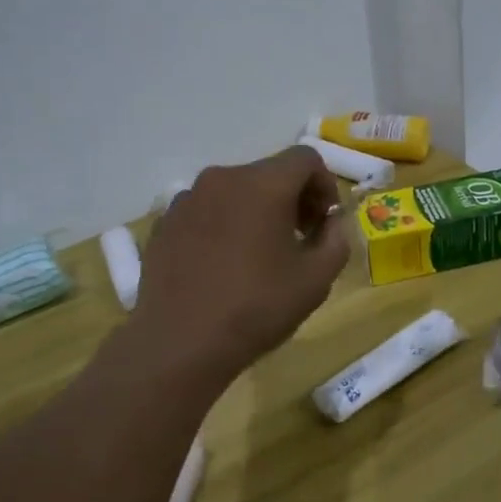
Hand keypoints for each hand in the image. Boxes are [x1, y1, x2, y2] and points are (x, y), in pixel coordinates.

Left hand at [131, 146, 348, 379]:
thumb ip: (336, 239)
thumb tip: (331, 221)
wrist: (179, 343)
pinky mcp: (164, 223)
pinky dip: (223, 225)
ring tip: (258, 255)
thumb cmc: (256, 308)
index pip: (305, 158)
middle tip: (300, 239)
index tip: (324, 221)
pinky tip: (222, 265)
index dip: (325, 184)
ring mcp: (187, 199)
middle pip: (268, 173)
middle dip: (292, 198)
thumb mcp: (316, 280)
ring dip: (256, 211)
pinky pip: (206, 211)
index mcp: (263, 184)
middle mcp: (222, 179)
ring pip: (235, 191)